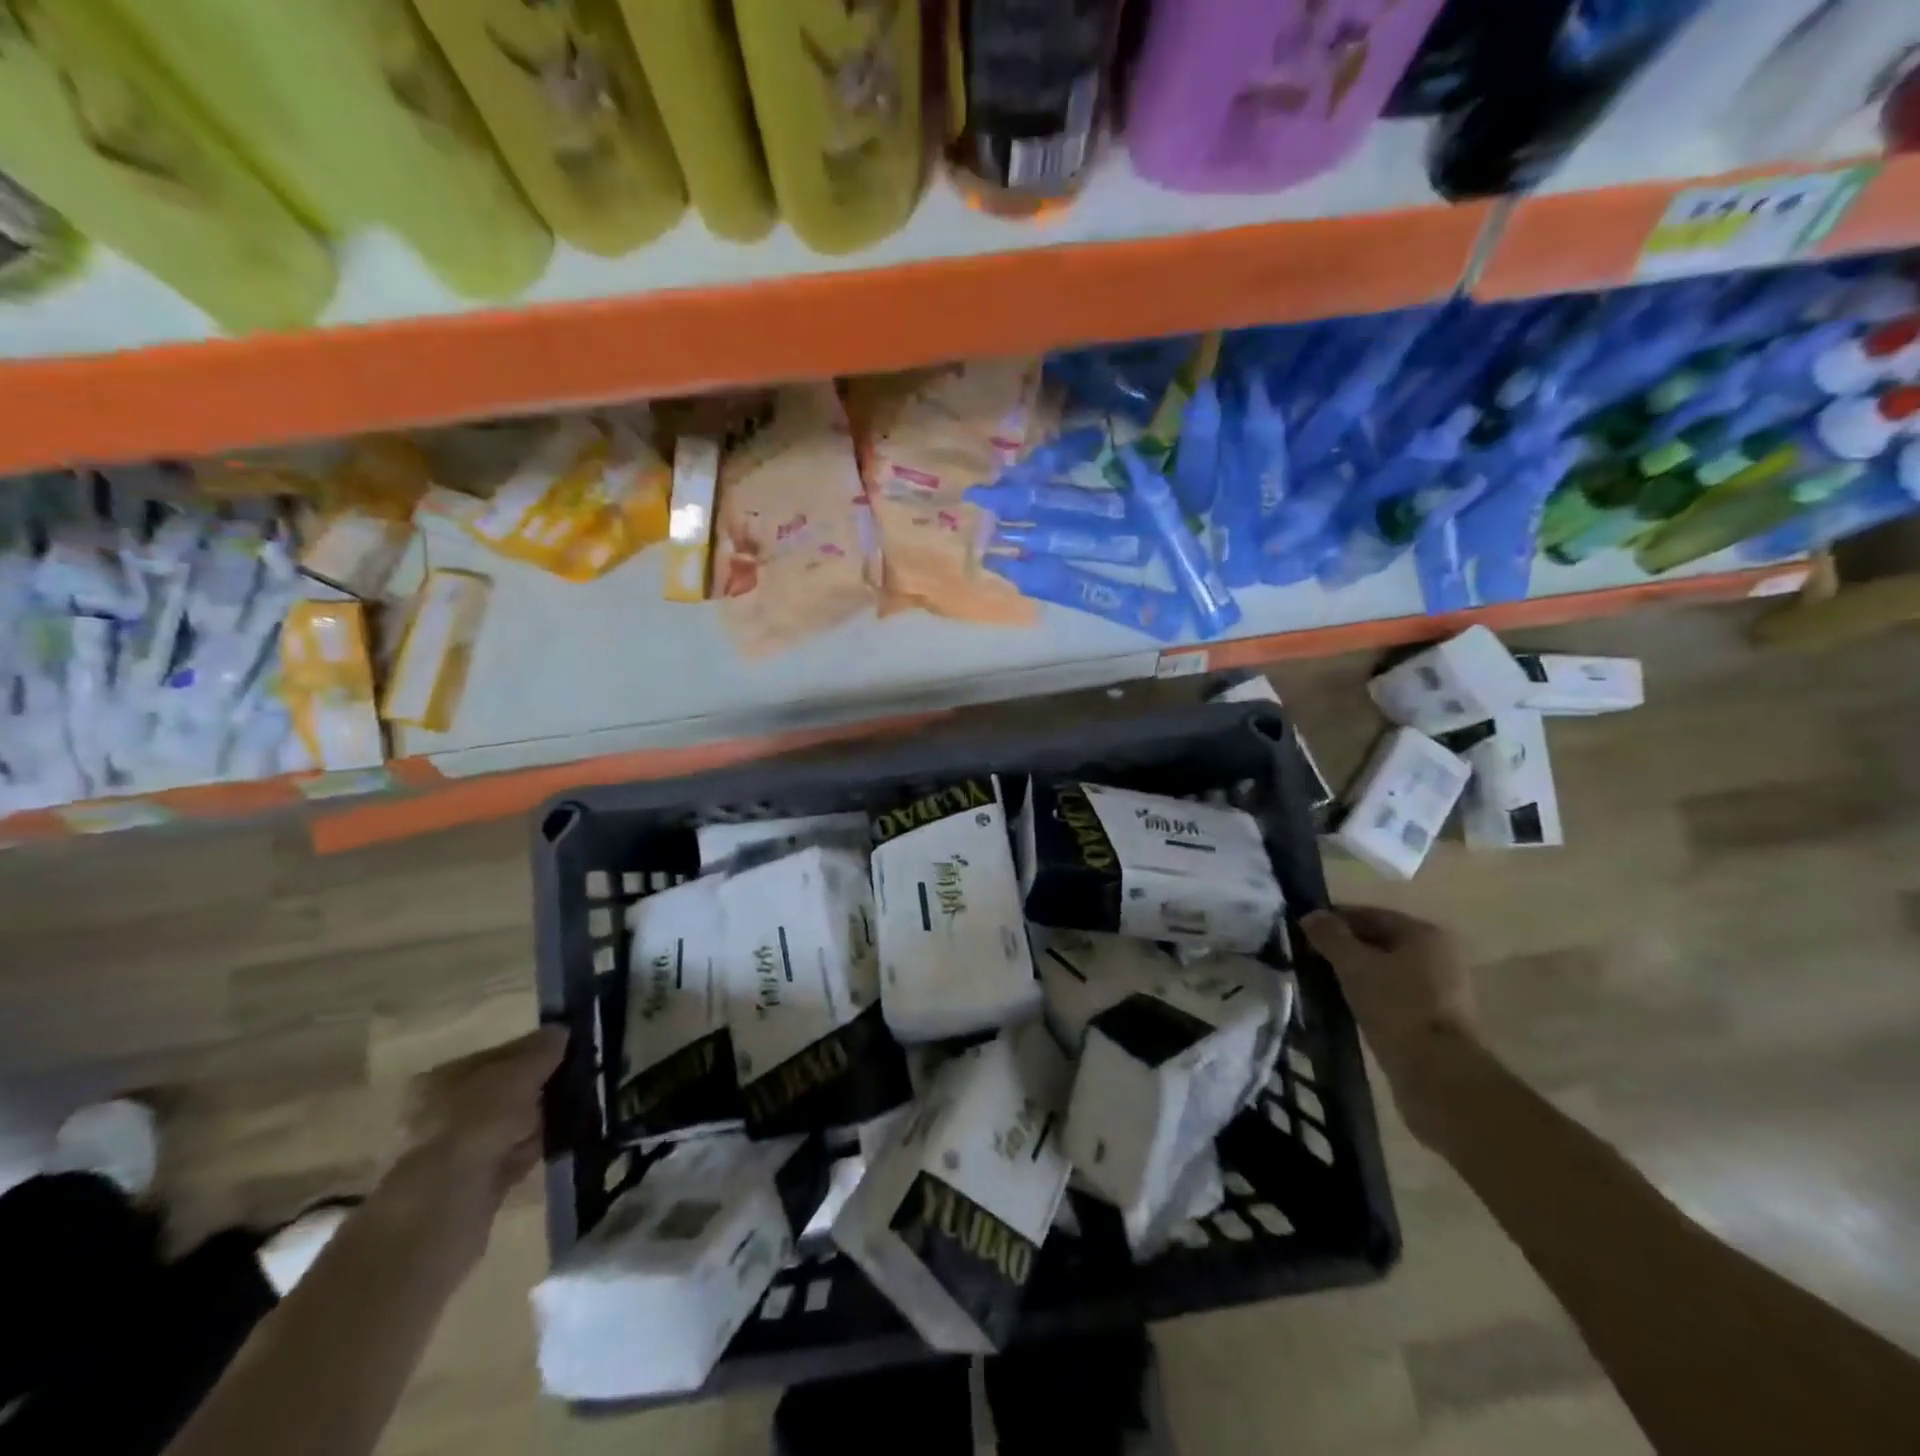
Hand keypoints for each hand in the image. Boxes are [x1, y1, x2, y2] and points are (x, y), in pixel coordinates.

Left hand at [390, 1027, 566, 1243]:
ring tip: (579, 1104)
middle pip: (502, 1091)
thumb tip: (561, 1030)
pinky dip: (535, 1147)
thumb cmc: (474, 1128)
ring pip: (509, 1124)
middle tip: (580, 1075)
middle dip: (537, 1085)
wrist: (443, 1213)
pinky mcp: (473, 1186)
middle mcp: (441, 1114)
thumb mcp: (514, 1078)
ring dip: (539, 1116)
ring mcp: (455, 1154)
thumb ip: (539, 1053)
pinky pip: (512, 1156)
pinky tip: (563, 1138)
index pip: (495, 1056)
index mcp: (440, 1081)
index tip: (568, 1048)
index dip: (532, 1051)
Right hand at [1300, 906, 1480, 1140]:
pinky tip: (1346, 1006)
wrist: (1440, 1075)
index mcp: (1425, 934)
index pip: (1369, 915)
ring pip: (1385, 971)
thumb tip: (1310, 915)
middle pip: (1379, 942)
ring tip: (1322, 982)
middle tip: (1309, 957)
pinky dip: (1369, 996)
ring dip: (1355, 974)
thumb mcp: (1354, 965)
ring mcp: (1442, 991)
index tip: (1304, 932)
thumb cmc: (1397, 1007)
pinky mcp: (1436, 1021)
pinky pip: (1393, 996)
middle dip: (1344, 948)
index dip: (1334, 920)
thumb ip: (1330, 936)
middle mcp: (1439, 956)